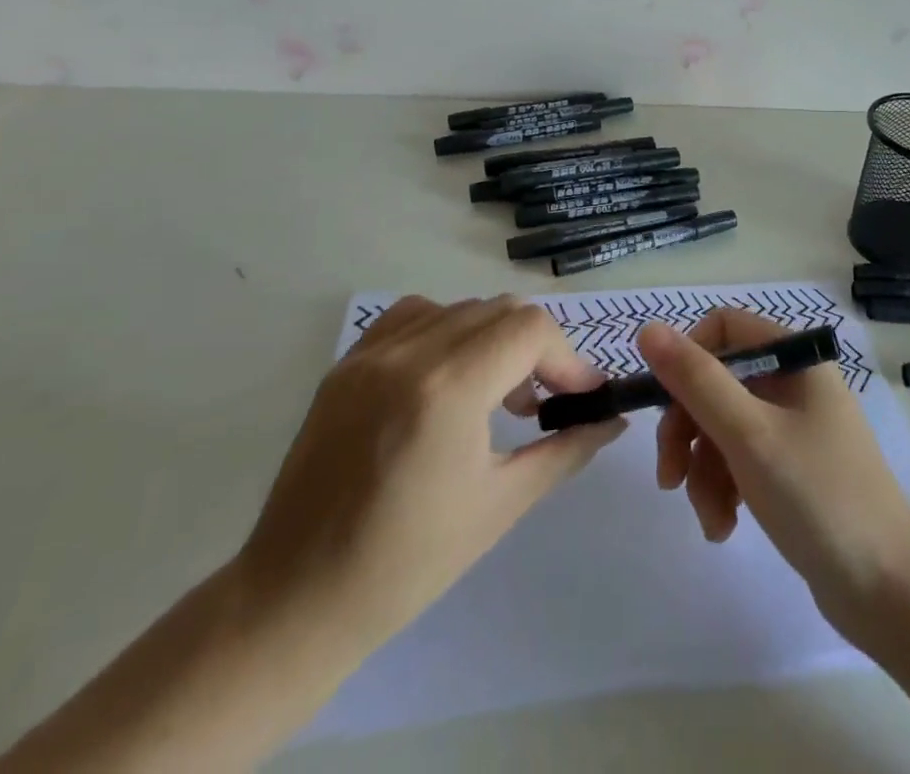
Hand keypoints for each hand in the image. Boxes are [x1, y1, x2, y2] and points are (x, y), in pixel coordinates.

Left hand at [235, 295, 623, 654]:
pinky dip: (447, 331)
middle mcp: (409, 354)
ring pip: (461, 309)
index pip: (531, 329)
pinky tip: (448, 376)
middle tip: (544, 401)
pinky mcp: (347, 363)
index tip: (581, 396)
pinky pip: (414, 316)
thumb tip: (612, 419)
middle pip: (501, 310)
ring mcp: (371, 354)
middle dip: (537, 348)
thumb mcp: (501, 505)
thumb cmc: (407, 563)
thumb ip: (566, 449)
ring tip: (497, 393)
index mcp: (448, 389)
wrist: (296, 600)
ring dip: (495, 338)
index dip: (568, 358)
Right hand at [638, 308, 909, 641]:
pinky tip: (724, 528)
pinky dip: (725, 488)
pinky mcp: (792, 468)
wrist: (888, 591)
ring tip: (711, 519)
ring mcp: (795, 427)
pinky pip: (741, 460)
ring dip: (704, 471)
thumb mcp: (748, 435)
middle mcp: (795, 382)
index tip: (662, 402)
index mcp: (795, 358)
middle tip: (669, 477)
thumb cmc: (817, 497)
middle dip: (688, 429)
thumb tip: (647, 328)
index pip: (725, 328)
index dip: (687, 358)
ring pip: (724, 426)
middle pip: (718, 382)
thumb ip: (696, 380)